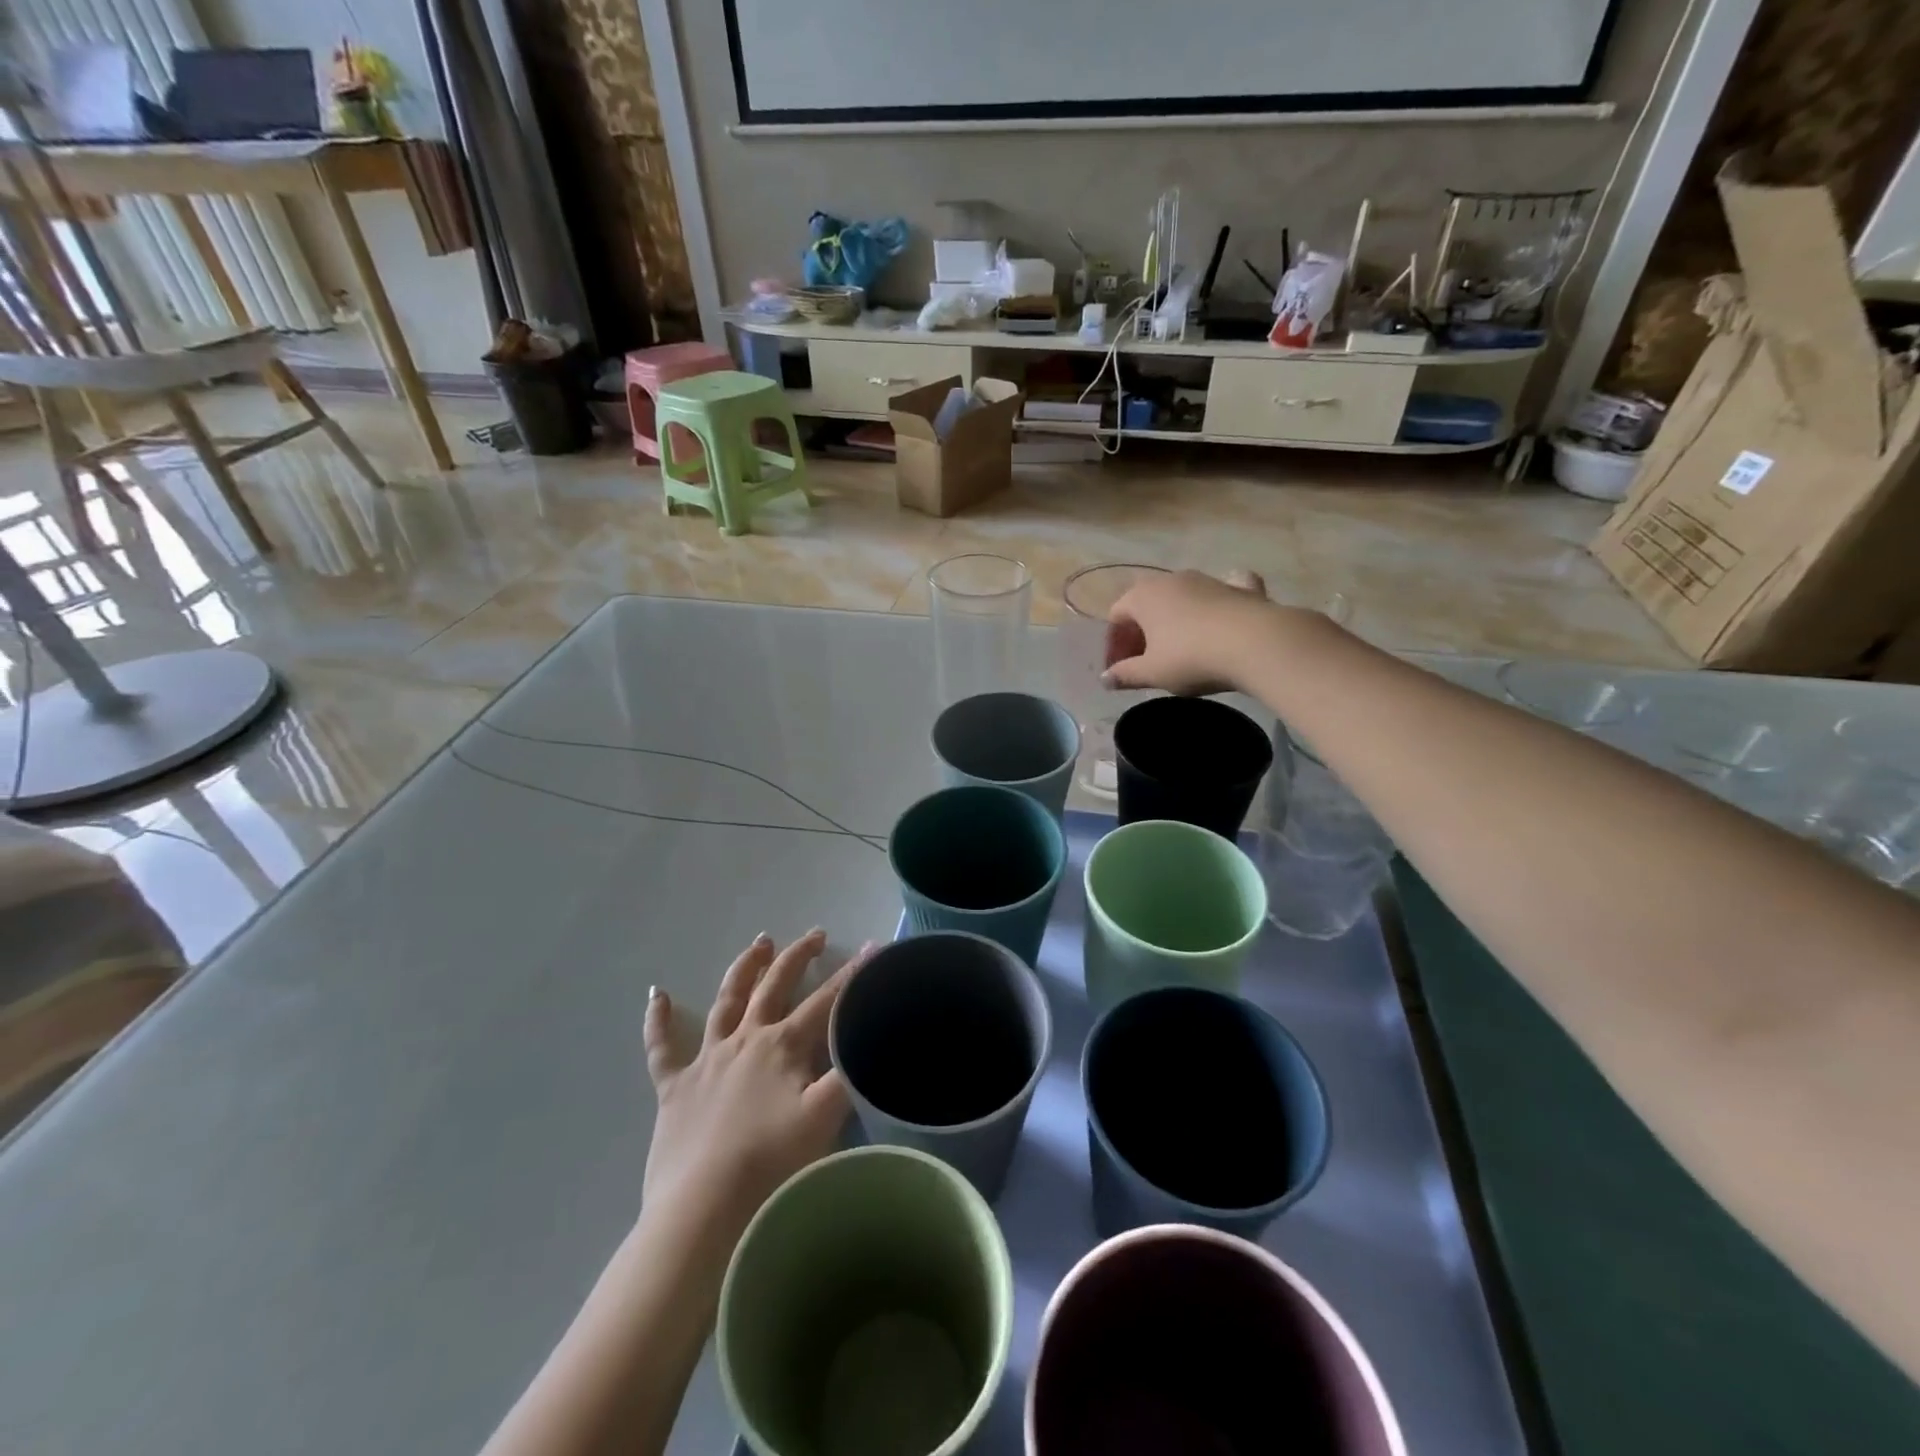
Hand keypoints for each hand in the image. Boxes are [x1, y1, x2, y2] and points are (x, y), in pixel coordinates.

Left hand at [642, 930, 867, 1244]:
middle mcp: (745, 1040)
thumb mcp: (826, 1117)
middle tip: (815, 936)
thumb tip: (870, 1038)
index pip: (826, 1001)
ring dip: (745, 969)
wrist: (703, 1209)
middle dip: (797, 957)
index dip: (853, 974)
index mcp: (782, 1046)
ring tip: (759, 943)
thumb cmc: (772, 1164)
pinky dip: (657, 1020)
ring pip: (726, 1001)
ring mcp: (706, 1061)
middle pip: (774, 986)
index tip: (874, 946)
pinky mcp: (673, 1088)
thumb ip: (850, 1072)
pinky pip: (662, 1047)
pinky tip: (655, 994)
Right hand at [1103, 569, 1279, 694]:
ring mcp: (1207, 579)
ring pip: (1181, 595)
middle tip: (1145, 660)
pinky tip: (1223, 610)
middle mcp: (1171, 579)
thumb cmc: (1191, 658)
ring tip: (1179, 648)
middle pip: (1146, 603)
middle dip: (1141, 630)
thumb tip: (1104, 679)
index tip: (1120, 669)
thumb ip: (1125, 674)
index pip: (1116, 616)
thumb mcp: (1152, 673)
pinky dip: (1219, 599)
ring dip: (1174, 618)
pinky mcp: (1240, 586)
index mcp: (1142, 596)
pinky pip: (1223, 587)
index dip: (1115, 644)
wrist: (1255, 642)